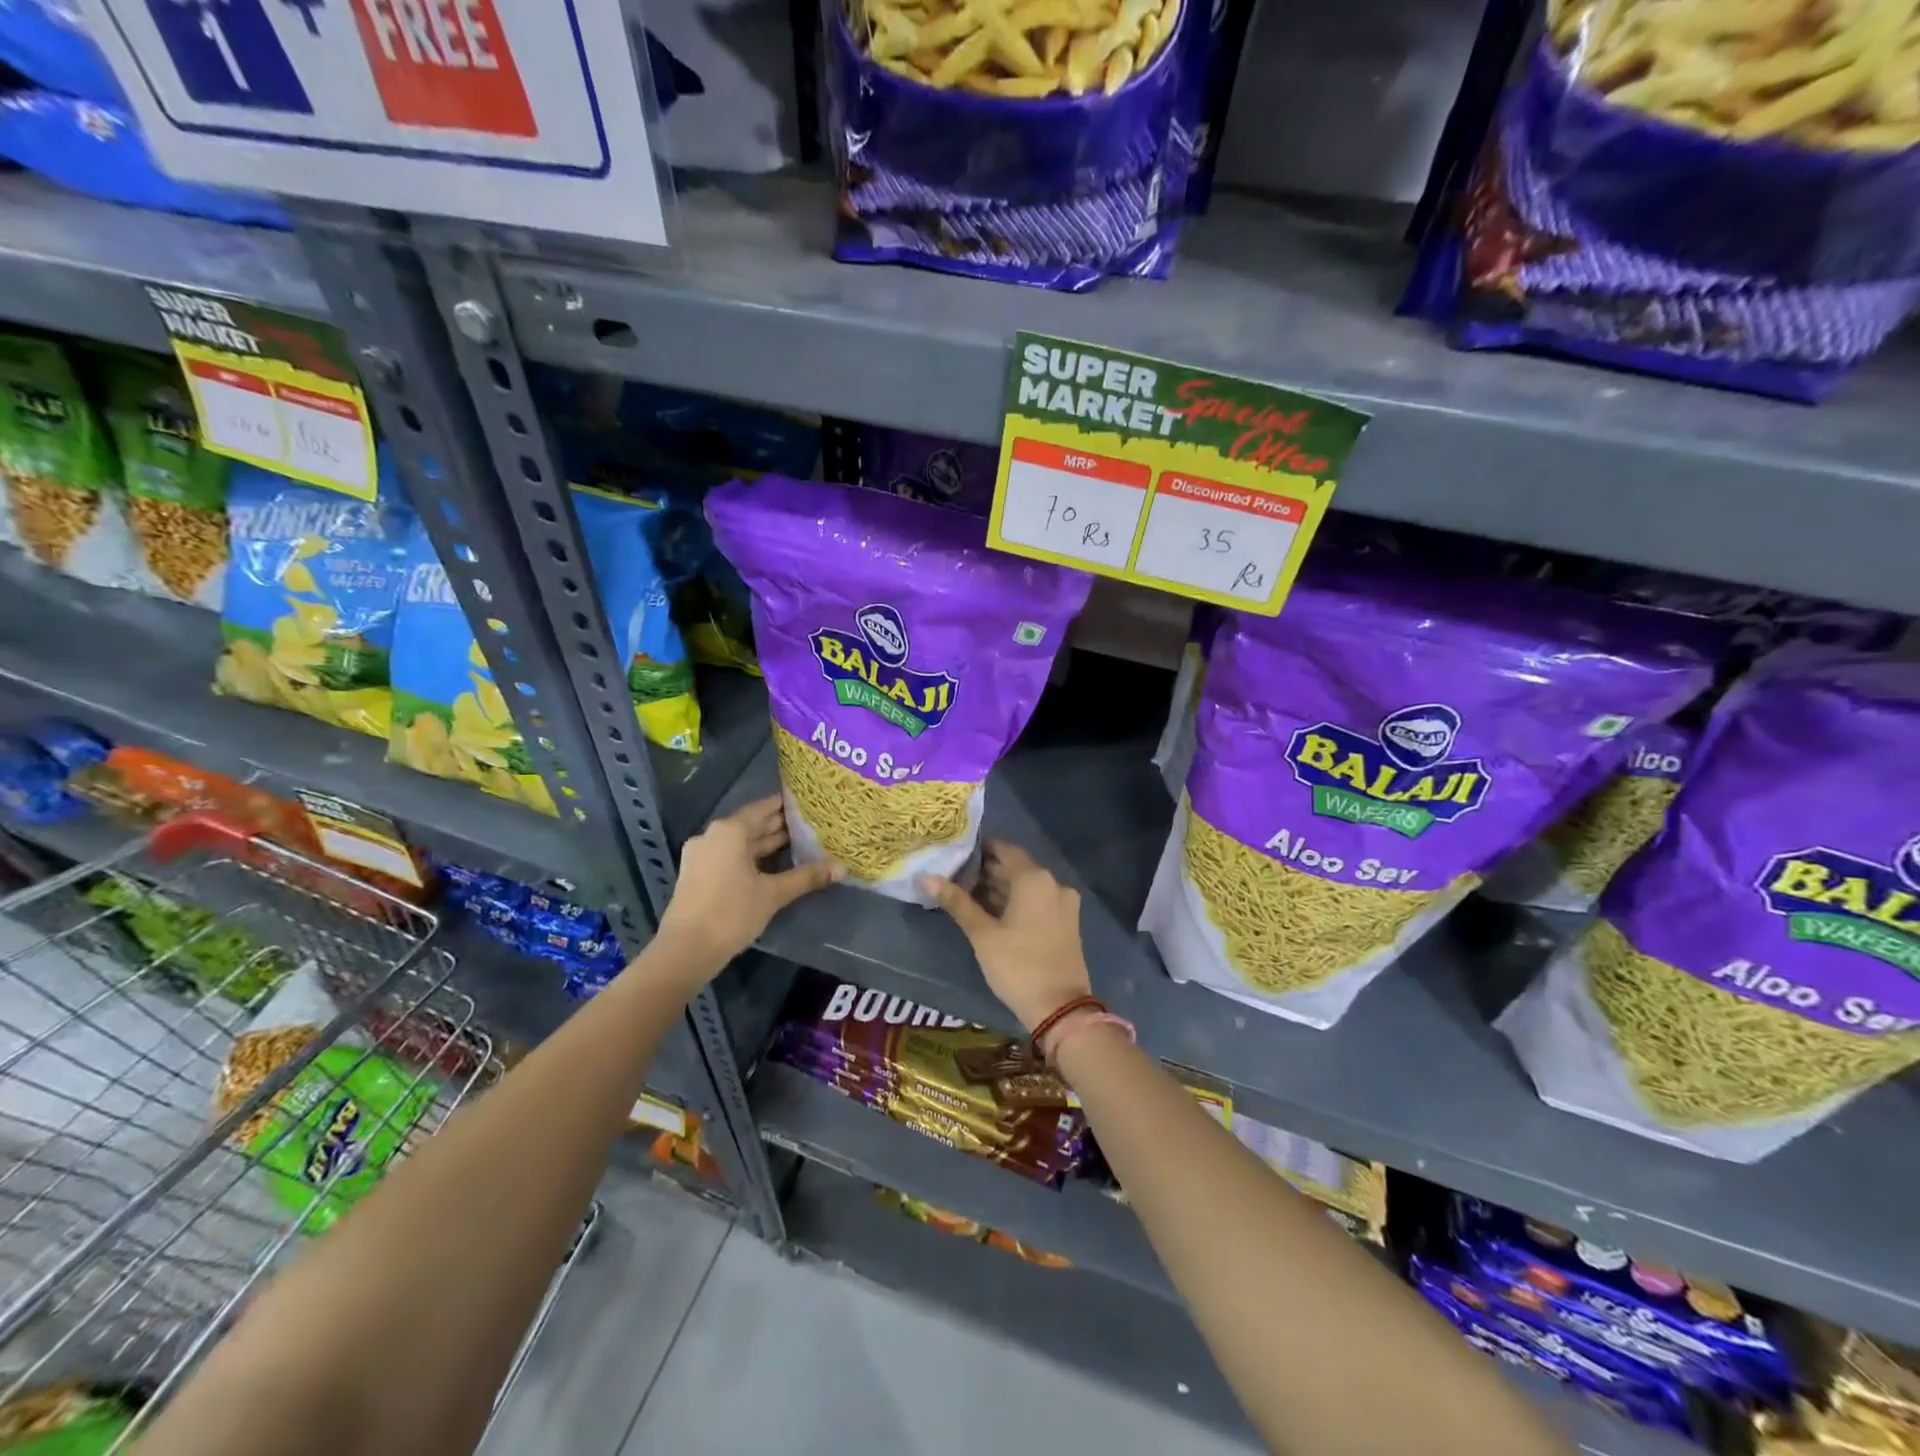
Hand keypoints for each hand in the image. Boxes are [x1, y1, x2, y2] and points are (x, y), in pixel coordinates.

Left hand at [655, 795, 840, 976]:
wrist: (686, 950)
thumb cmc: (731, 913)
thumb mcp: (773, 894)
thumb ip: (806, 877)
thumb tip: (841, 868)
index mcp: (729, 831)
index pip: (763, 808)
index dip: (786, 805)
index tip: (808, 802)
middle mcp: (713, 836)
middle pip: (751, 824)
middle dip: (779, 825)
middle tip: (811, 823)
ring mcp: (702, 855)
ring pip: (741, 843)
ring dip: (766, 843)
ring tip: (799, 843)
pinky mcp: (699, 874)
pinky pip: (731, 856)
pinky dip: (752, 858)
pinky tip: (774, 866)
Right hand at [922, 839, 1089, 1031]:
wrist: (1060, 1008)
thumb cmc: (1017, 965)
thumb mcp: (982, 934)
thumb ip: (956, 902)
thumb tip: (926, 878)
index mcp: (1034, 878)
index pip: (1004, 849)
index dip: (979, 848)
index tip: (956, 851)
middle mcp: (1053, 883)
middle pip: (1015, 867)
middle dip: (986, 870)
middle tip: (954, 874)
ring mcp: (1063, 903)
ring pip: (1026, 885)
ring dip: (1000, 887)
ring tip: (966, 892)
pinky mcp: (1066, 921)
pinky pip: (1037, 900)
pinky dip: (1015, 901)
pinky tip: (991, 911)